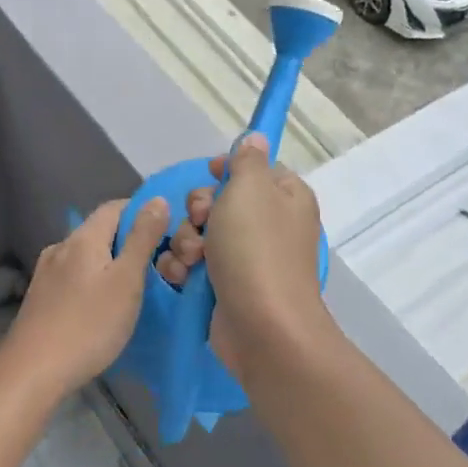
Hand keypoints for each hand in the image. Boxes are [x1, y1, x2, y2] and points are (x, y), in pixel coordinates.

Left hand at [0, 197, 170, 394]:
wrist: (33, 371)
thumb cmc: (88, 325)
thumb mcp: (126, 281)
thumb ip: (142, 239)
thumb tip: (157, 199)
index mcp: (83, 237)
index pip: (116, 207)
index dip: (143, 214)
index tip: (167, 235)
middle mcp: (61, 247)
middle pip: (101, 231)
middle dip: (129, 242)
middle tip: (157, 267)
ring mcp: (47, 272)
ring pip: (87, 255)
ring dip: (111, 263)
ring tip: (133, 288)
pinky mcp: (41, 296)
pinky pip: (75, 275)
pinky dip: (94, 280)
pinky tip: (103, 305)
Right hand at [153, 134, 331, 372]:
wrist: (262, 328)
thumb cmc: (256, 249)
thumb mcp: (250, 189)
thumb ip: (247, 160)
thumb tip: (255, 138)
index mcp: (285, 197)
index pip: (255, 169)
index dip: (227, 170)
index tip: (210, 176)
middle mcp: (269, 225)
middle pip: (220, 200)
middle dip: (199, 210)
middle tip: (201, 222)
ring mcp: (247, 258)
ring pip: (201, 232)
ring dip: (186, 241)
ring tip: (192, 259)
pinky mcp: (226, 286)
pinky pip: (196, 264)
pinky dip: (184, 267)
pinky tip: (182, 276)